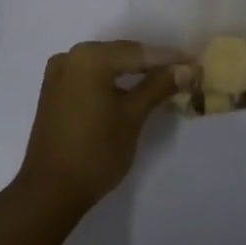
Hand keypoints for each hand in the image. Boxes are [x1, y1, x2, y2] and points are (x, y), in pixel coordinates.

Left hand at [12, 41, 190, 220]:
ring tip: (163, 81)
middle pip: (120, 55)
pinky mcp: (54, 91)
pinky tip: (132, 91)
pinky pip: (90, 77)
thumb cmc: (96, 151)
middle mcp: (70, 56)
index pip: (138, 52)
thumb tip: (187, 68)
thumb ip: (159, 87)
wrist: (49, 191)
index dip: (169, 58)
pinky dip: (112, 82)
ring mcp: (58, 73)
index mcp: (89, 57)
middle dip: (151, 64)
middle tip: (182, 71)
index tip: (195, 62)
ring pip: (105, 66)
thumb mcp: (133, 117)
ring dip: (132, 73)